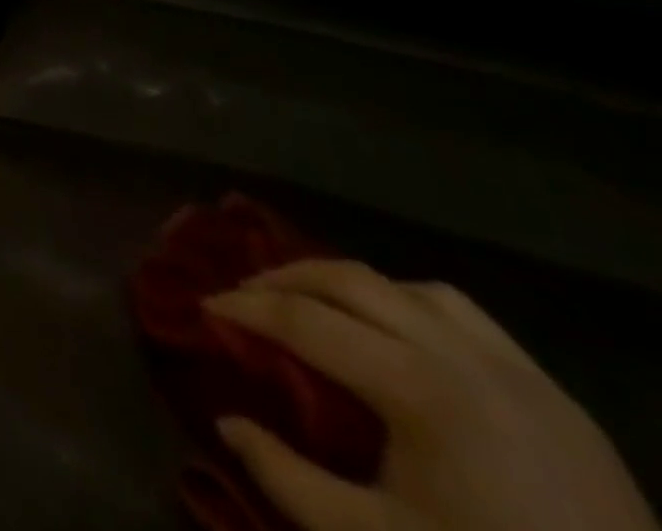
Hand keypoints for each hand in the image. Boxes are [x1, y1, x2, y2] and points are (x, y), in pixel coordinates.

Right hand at [206, 260, 656, 530]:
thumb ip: (286, 478)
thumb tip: (226, 422)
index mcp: (417, 387)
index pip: (302, 319)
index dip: (243, 307)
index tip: (204, 305)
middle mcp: (460, 355)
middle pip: (347, 279)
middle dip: (283, 277)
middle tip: (244, 294)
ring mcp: (515, 368)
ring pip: (403, 284)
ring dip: (345, 284)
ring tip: (314, 304)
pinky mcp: (551, 390)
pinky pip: (460, 312)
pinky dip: (406, 301)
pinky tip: (395, 332)